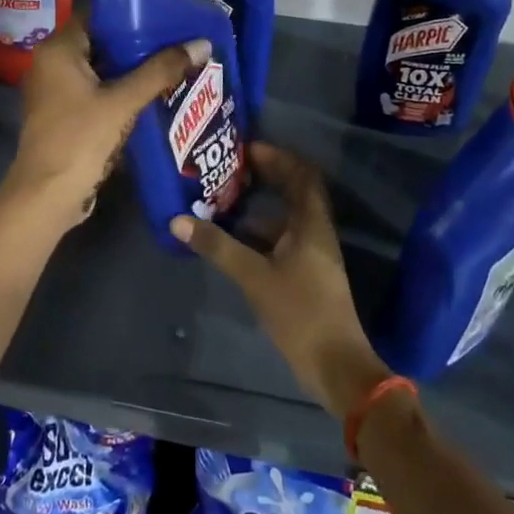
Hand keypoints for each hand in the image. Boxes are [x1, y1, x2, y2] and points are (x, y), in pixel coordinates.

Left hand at [1, 19, 210, 230]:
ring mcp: (57, 92)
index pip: (98, 17)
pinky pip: (98, 93)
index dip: (132, 15)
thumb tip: (202, 44)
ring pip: (102, 70)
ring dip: (133, 71)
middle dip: (139, 45)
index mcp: (58, 49)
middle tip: (178, 42)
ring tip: (174, 65)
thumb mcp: (123, 101)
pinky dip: (122, 92)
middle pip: (102, 44)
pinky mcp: (66, 115)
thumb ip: (161, 71)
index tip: (167, 17)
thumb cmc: (80, 139)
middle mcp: (52, 64)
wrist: (48, 196)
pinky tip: (154, 95)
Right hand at [171, 144, 390, 419]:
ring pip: (289, 215)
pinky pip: (284, 236)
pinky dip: (262, 229)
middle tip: (232, 167)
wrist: (335, 364)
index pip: (301, 174)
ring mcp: (314, 253)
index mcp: (312, 223)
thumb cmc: (300, 312)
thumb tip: (178, 221)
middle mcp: (317, 231)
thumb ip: (218, 247)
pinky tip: (236, 235)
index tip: (246, 149)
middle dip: (268, 175)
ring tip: (227, 195)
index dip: (277, 157)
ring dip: (263, 203)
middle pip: (297, 190)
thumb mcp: (254, 277)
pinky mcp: (307, 273)